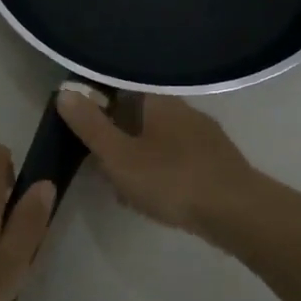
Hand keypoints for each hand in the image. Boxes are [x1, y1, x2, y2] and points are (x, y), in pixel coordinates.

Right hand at [56, 92, 256, 233]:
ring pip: (159, 141)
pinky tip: (155, 199)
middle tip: (101, 167)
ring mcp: (205, 136)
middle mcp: (185, 110)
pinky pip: (178, 161)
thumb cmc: (171, 179)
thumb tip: (64, 92)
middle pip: (141, 117)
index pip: (123, 89)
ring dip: (139, 160)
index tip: (84, 128)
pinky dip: (161, 174)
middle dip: (119, 139)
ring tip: (124, 190)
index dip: (100, 105)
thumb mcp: (119, 155)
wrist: (236, 212)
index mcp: (160, 100)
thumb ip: (91, 125)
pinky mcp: (218, 162)